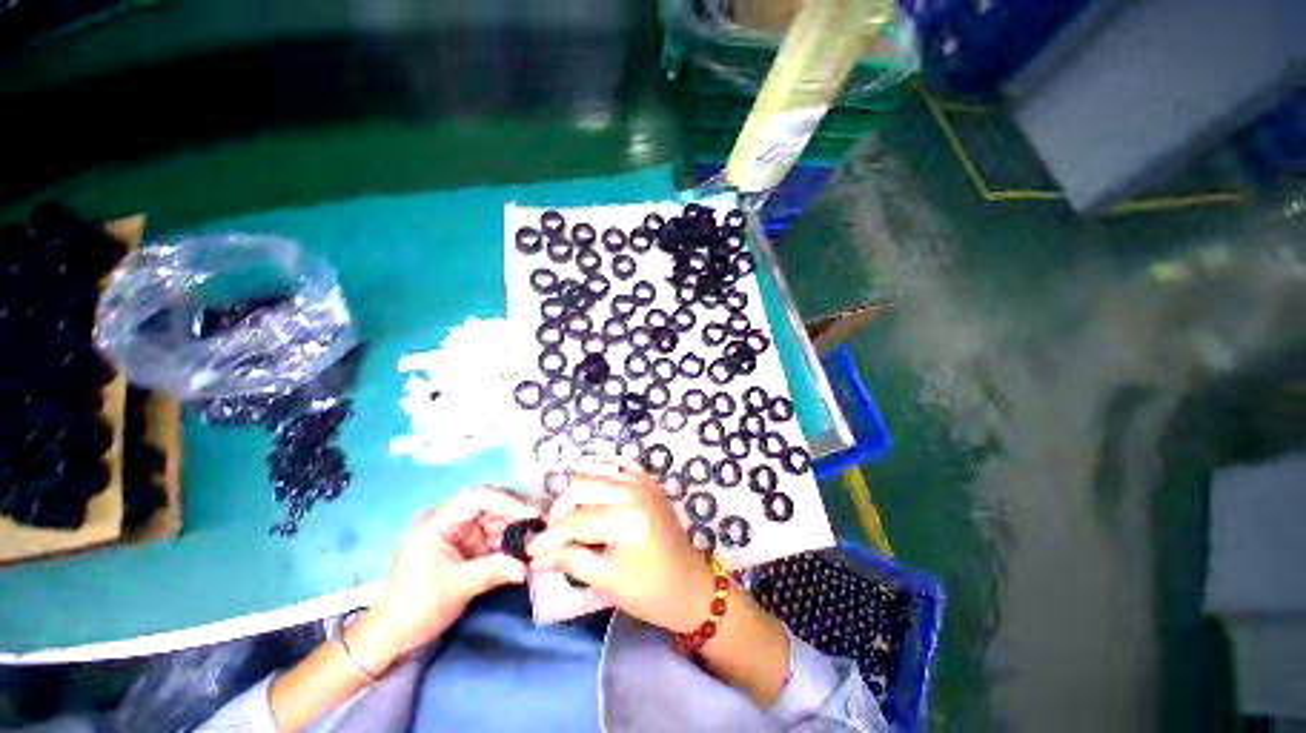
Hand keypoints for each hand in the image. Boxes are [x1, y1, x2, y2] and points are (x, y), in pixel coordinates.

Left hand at [348, 487, 540, 671]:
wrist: (390, 637)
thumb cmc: (415, 607)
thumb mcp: (456, 588)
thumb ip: (494, 570)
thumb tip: (528, 566)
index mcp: (438, 522)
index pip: (478, 497)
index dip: (508, 501)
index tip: (532, 515)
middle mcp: (449, 522)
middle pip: (490, 506)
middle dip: (516, 514)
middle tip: (542, 525)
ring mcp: (457, 535)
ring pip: (494, 522)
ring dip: (515, 529)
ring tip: (538, 537)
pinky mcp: (464, 549)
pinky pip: (491, 539)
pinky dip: (508, 543)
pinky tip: (525, 548)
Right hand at [527, 458, 715, 633]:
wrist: (691, 585)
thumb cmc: (651, 591)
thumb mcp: (608, 581)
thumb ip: (571, 561)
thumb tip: (536, 557)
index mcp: (627, 519)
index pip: (576, 521)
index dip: (549, 537)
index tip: (530, 551)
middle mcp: (635, 492)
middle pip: (582, 487)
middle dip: (560, 510)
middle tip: (552, 534)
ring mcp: (644, 482)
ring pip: (597, 471)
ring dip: (577, 490)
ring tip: (568, 515)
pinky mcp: (649, 482)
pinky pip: (620, 464)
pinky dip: (602, 470)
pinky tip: (591, 484)